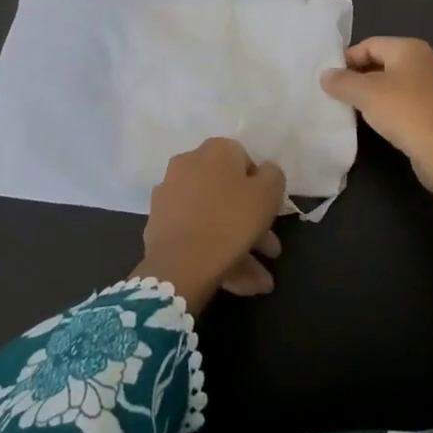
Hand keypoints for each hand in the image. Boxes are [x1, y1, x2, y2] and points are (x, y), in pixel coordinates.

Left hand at [133, 137, 285, 313]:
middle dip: (252, 223)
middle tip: (269, 251)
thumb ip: (273, 175)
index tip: (270, 213)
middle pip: (228, 193)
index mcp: (215, 150)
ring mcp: (170, 195)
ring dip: (239, 246)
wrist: (180, 264)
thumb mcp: (269, 193)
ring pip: (213, 217)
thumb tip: (263, 172)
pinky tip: (235, 282)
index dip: (261, 188)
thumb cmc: (231, 221)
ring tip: (258, 282)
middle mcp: (189, 164)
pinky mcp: (160, 225)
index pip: (245, 161)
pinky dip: (215, 252)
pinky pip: (195, 233)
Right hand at [321, 37, 432, 207]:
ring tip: (360, 109)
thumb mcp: (366, 94)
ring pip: (403, 82)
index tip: (331, 78)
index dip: (349, 58)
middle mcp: (431, 60)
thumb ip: (343, 82)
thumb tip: (326, 75)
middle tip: (342, 93)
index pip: (372, 44)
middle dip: (364, 76)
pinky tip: (385, 122)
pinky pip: (415, 101)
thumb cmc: (406, 112)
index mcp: (412, 48)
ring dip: (381, 93)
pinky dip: (398, 107)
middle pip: (388, 61)